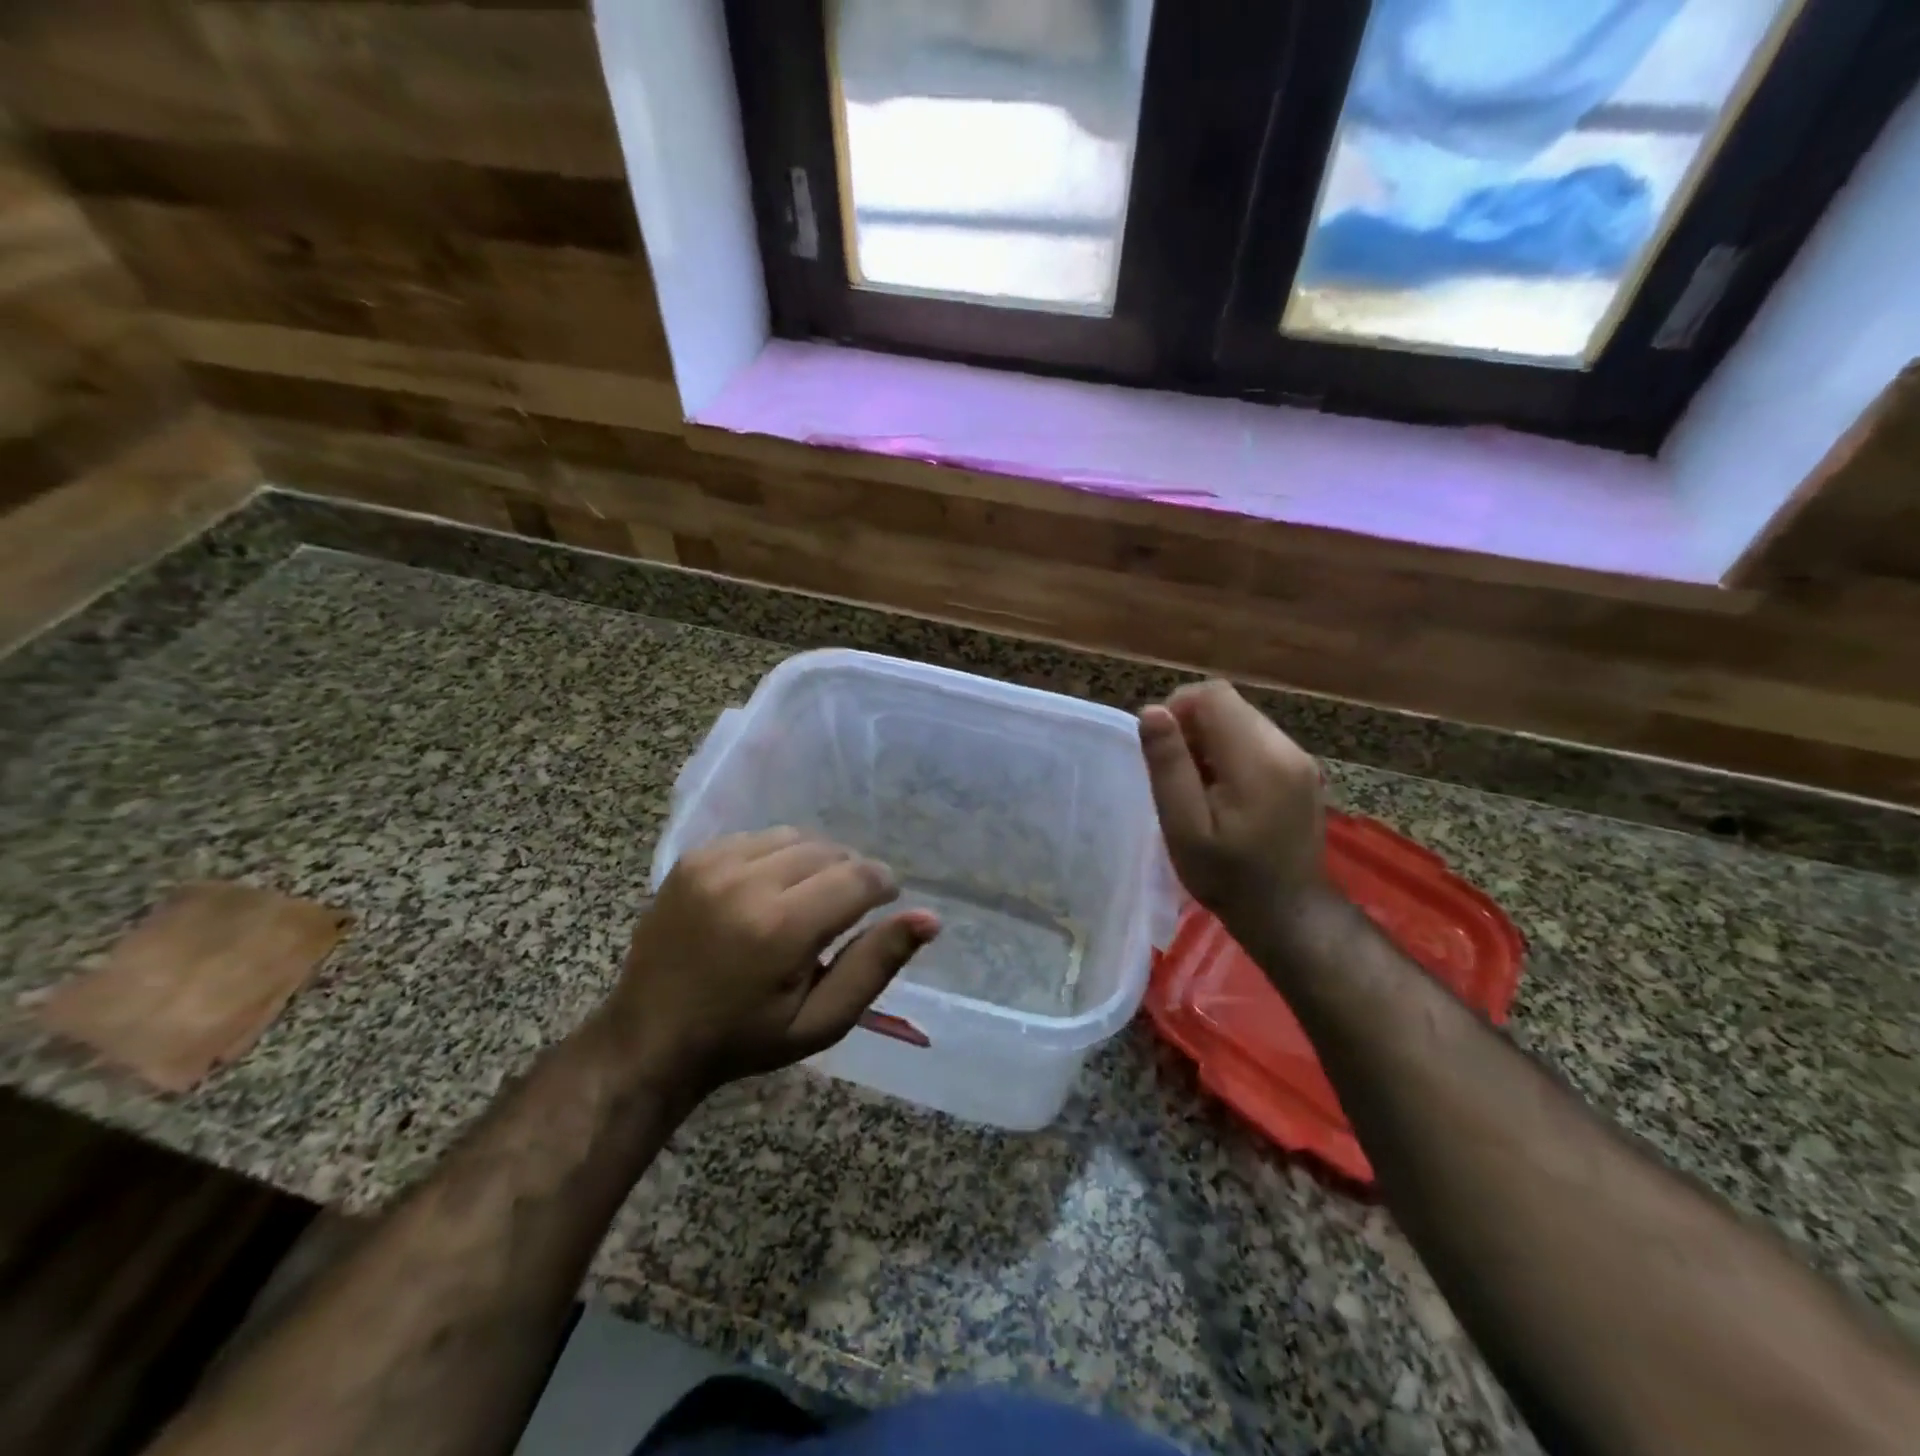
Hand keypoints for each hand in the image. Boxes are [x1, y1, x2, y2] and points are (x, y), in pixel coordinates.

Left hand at [605, 828, 939, 1094]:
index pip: (858, 878)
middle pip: (829, 851)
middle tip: (842, 912)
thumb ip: (876, 964)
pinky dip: (777, 857)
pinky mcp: (694, 858)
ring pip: (796, 837)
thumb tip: (930, 918)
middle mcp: (746, 883)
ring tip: (807, 900)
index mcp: (780, 928)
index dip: (883, 886)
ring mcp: (714, 864)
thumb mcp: (821, 1020)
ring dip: (815, 862)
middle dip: (849, 875)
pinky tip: (769, 890)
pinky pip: (758, 838)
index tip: (884, 902)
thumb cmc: (744, 1039)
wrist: (650, 1037)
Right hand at [1138, 681, 1326, 952]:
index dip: (1177, 709)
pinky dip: (1231, 753)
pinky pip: (1258, 741)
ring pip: (1243, 720)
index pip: (1213, 694)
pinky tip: (1223, 794)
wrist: (1287, 915)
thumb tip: (1152, 711)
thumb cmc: (1227, 876)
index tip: (1163, 750)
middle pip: (1229, 705)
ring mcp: (1300, 759)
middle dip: (1193, 726)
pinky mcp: (1302, 772)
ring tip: (1198, 787)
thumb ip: (1169, 765)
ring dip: (1211, 740)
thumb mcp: (1184, 826)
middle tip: (1176, 775)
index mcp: (1257, 759)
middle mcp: (1285, 748)